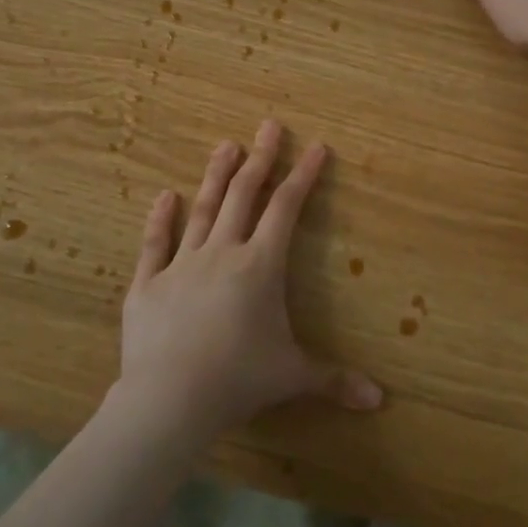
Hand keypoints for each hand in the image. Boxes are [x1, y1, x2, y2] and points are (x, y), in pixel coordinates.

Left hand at [115, 120, 382, 440]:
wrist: (169, 399)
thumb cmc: (238, 381)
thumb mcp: (292, 377)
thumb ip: (334, 380)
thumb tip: (379, 401)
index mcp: (260, 266)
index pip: (286, 209)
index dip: (303, 176)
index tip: (315, 146)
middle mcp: (222, 253)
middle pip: (244, 196)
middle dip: (261, 159)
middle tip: (269, 125)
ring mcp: (182, 265)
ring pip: (203, 210)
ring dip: (216, 176)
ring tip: (225, 145)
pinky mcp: (148, 284)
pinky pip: (155, 244)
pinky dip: (160, 219)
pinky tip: (164, 196)